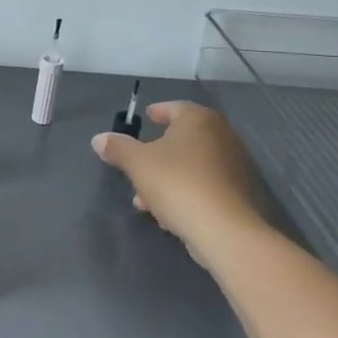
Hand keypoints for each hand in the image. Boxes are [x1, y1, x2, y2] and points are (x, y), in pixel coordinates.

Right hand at [92, 101, 265, 261]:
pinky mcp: (238, 195)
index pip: (175, 108)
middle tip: (136, 163)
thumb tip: (99, 139)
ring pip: (191, 166)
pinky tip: (166, 213)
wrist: (223, 229)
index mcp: (199, 120)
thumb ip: (117, 148)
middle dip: (156, 153)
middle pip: (182, 139)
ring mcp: (234, 167)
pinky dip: (184, 192)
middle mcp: (222, 137)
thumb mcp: (136, 162)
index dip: (158, 112)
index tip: (145, 118)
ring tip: (143, 199)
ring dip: (166, 178)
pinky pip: (203, 186)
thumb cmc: (177, 182)